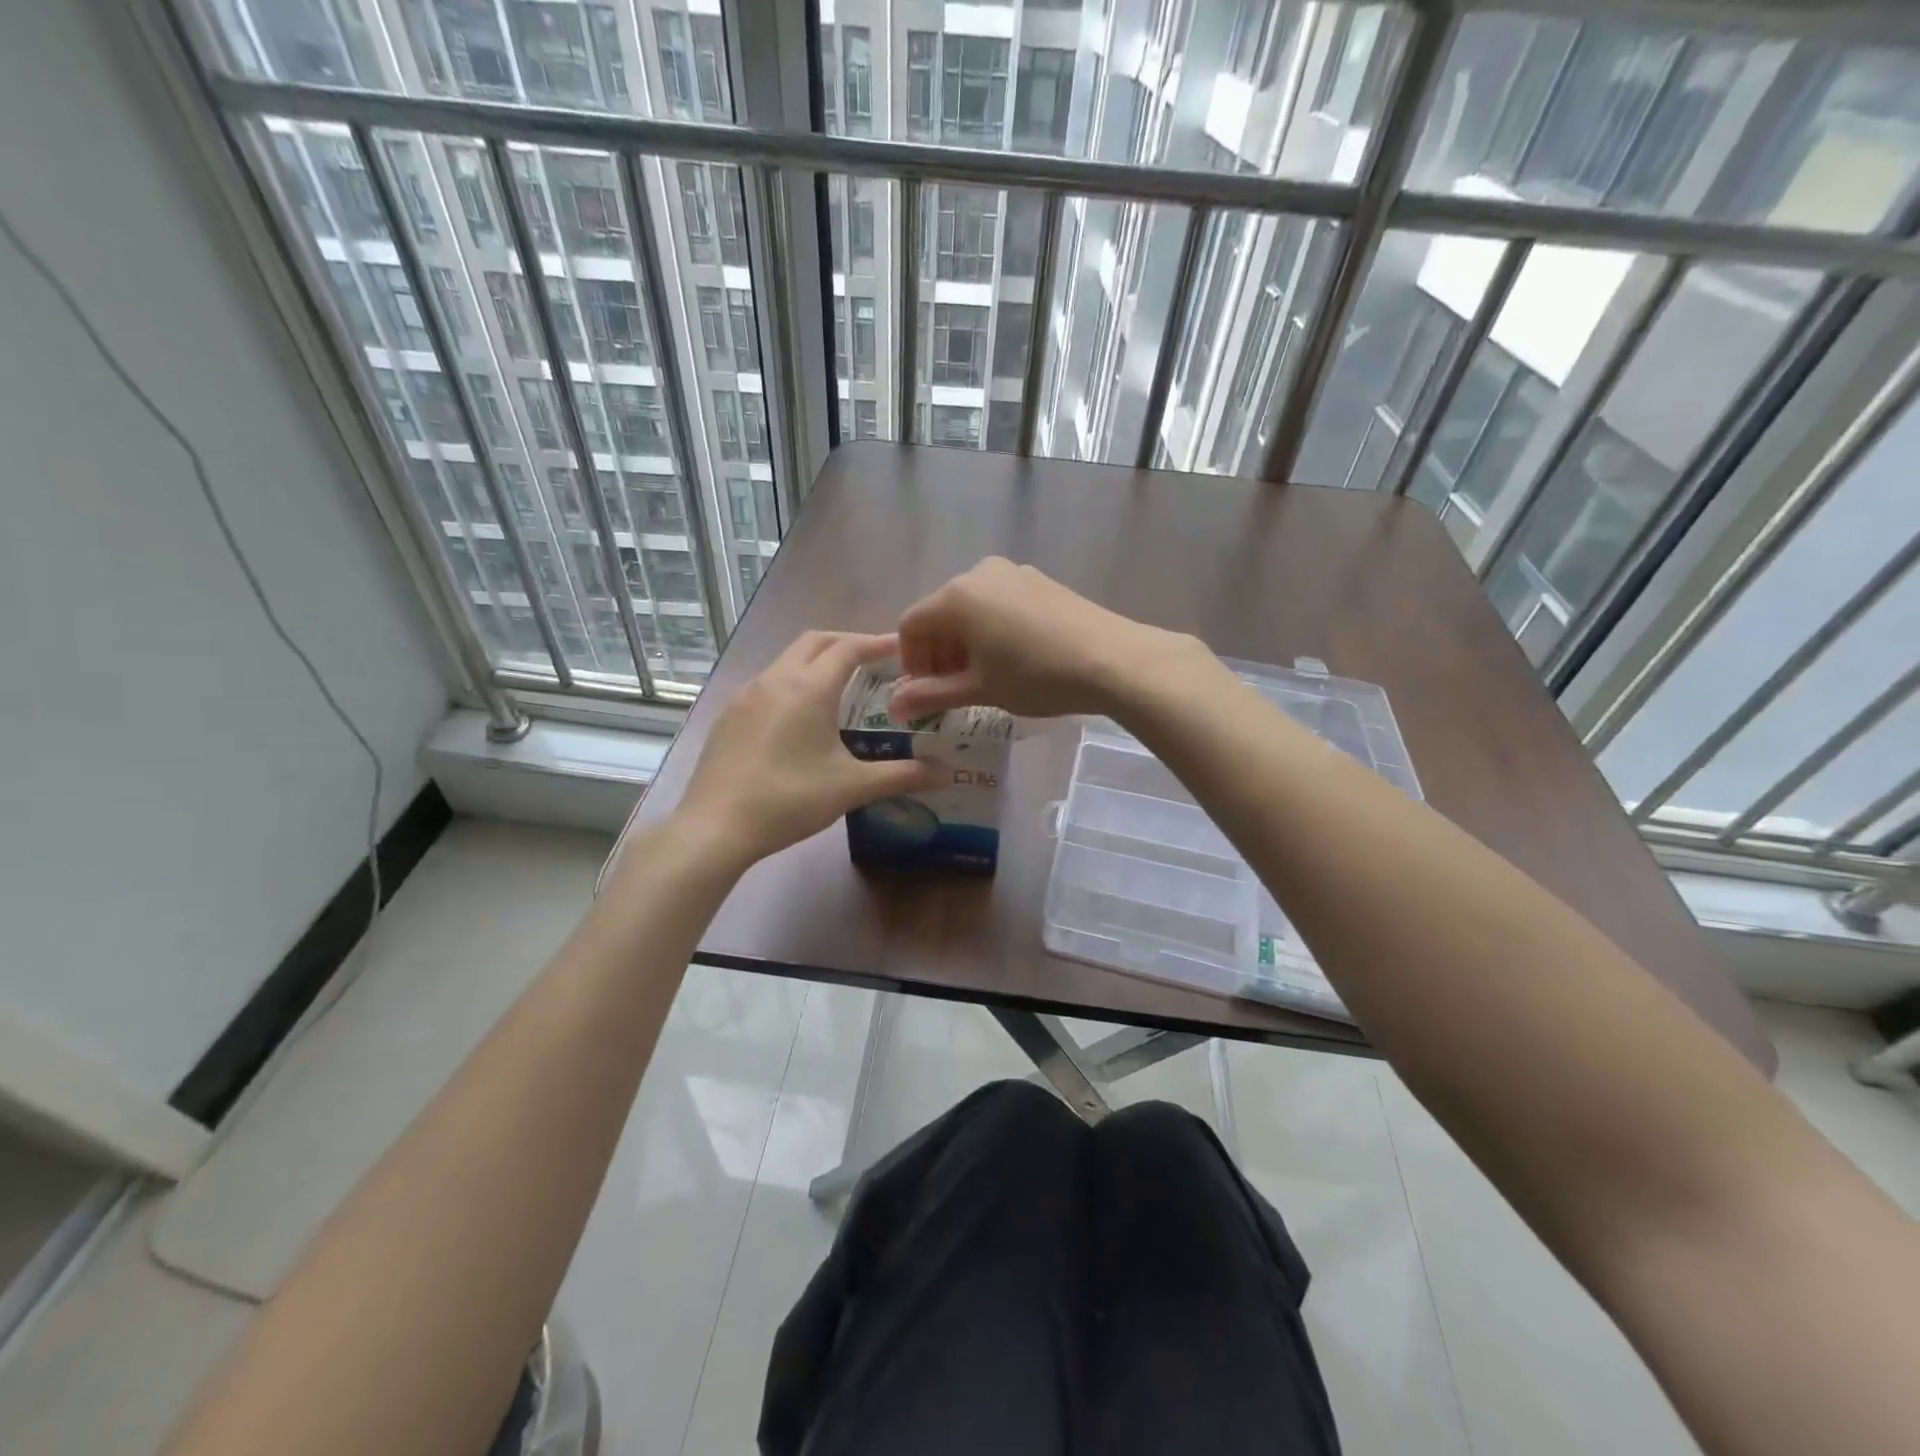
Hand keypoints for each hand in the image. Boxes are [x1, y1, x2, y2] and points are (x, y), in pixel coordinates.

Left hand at [675, 631, 940, 868]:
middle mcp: (776, 679)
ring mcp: (747, 695)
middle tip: (873, 659)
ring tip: (840, 685)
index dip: (876, 643)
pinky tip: (799, 716)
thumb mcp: (852, 788)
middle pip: (814, 641)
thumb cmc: (790, 799)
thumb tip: (945, 773)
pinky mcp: (729, 715)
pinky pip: (768, 683)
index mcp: (809, 688)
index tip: (900, 646)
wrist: (716, 826)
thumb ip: (901, 776)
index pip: (848, 648)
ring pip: (787, 660)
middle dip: (846, 642)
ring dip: (816, 661)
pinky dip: (792, 682)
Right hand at [891, 558, 1210, 720]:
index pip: (911, 625)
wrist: (1112, 659)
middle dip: (937, 652)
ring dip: (964, 643)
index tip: (924, 693)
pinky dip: (991, 630)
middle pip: (940, 613)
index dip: (910, 662)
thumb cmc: (1035, 676)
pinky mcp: (1040, 581)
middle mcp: (979, 573)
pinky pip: (999, 603)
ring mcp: (1013, 573)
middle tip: (949, 690)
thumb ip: (931, 695)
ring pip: (971, 608)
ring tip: (982, 678)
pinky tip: (1011, 659)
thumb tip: (895, 707)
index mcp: (956, 596)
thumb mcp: (979, 689)